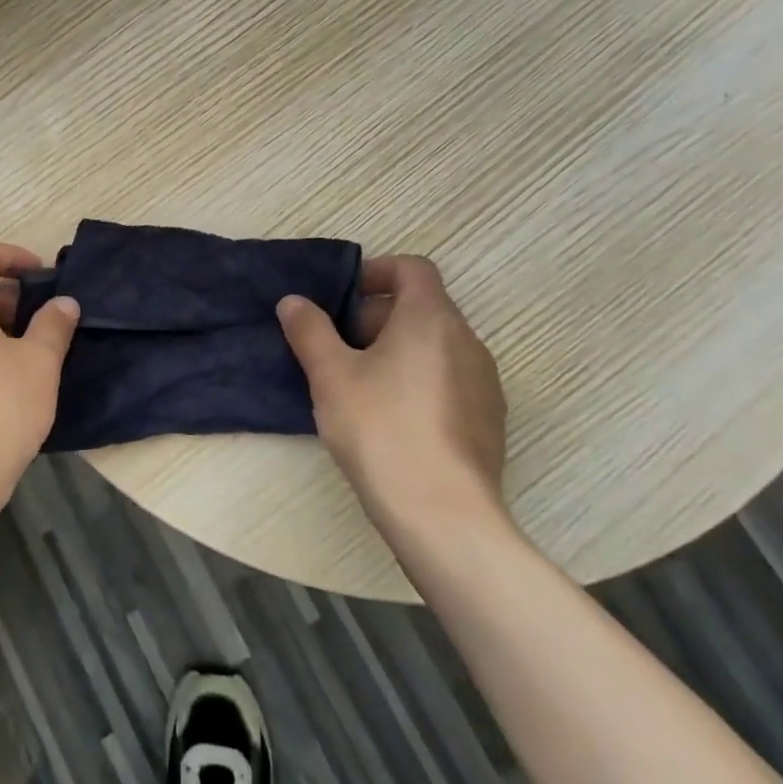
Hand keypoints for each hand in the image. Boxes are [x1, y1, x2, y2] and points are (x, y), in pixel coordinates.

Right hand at [278, 256, 508, 542]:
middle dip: (377, 316)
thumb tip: (294, 301)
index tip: (343, 299)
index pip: (413, 268)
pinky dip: (418, 379)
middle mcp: (467, 341)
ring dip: (397, 349)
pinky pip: (448, 379)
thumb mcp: (331, 375)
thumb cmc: (381, 429)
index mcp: (431, 318)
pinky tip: (390, 418)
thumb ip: (310, 330)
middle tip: (339, 346)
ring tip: (359, 384)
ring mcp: (484, 383)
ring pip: (435, 345)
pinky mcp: (488, 420)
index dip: (376, 272)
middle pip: (422, 306)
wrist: (443, 515)